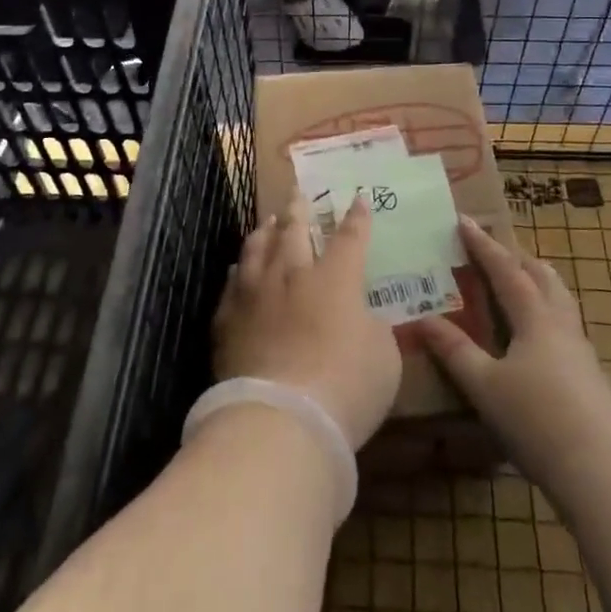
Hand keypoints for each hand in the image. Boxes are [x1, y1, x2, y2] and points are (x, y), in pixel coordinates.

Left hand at [213, 196, 401, 449]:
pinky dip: (238, 271)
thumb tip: (361, 317)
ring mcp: (254, 296)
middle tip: (296, 193)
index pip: (349, 239)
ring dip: (264, 232)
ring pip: (256, 249)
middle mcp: (292, 276)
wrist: (279, 418)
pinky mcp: (227, 321)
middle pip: (293, 232)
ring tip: (267, 222)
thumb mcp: (383, 357)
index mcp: (335, 279)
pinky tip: (237, 268)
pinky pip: (231, 285)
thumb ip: (373, 327)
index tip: (359, 199)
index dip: (357, 219)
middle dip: (298, 209)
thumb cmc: (345, 386)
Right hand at [411, 218, 610, 503]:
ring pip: (559, 299)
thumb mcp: (485, 385)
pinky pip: (563, 325)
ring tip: (518, 282)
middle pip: (542, 276)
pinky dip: (545, 311)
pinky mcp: (589, 376)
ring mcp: (580, 350)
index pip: (505, 269)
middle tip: (494, 249)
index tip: (464, 221)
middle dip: (517, 257)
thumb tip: (423, 319)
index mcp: (535, 317)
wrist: (604, 470)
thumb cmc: (537, 419)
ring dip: (537, 282)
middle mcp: (560, 324)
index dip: (483, 245)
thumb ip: (454, 351)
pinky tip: (535, 336)